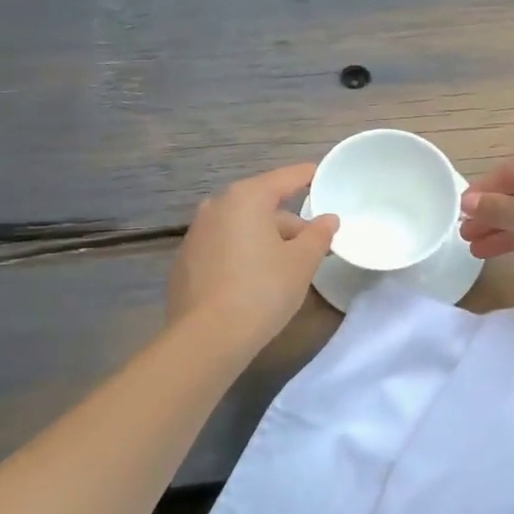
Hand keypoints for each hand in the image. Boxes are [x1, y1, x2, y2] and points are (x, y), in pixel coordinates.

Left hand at [168, 164, 337, 355]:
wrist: (207, 337)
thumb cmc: (262, 290)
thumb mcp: (302, 262)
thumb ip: (319, 234)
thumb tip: (328, 219)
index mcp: (246, 198)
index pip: (285, 178)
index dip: (307, 176)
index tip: (323, 175)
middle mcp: (216, 206)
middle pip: (262, 204)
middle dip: (289, 221)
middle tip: (313, 243)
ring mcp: (196, 234)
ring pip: (241, 226)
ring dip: (265, 238)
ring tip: (287, 265)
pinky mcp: (185, 261)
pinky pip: (223, 246)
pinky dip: (243, 253)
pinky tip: (255, 280)